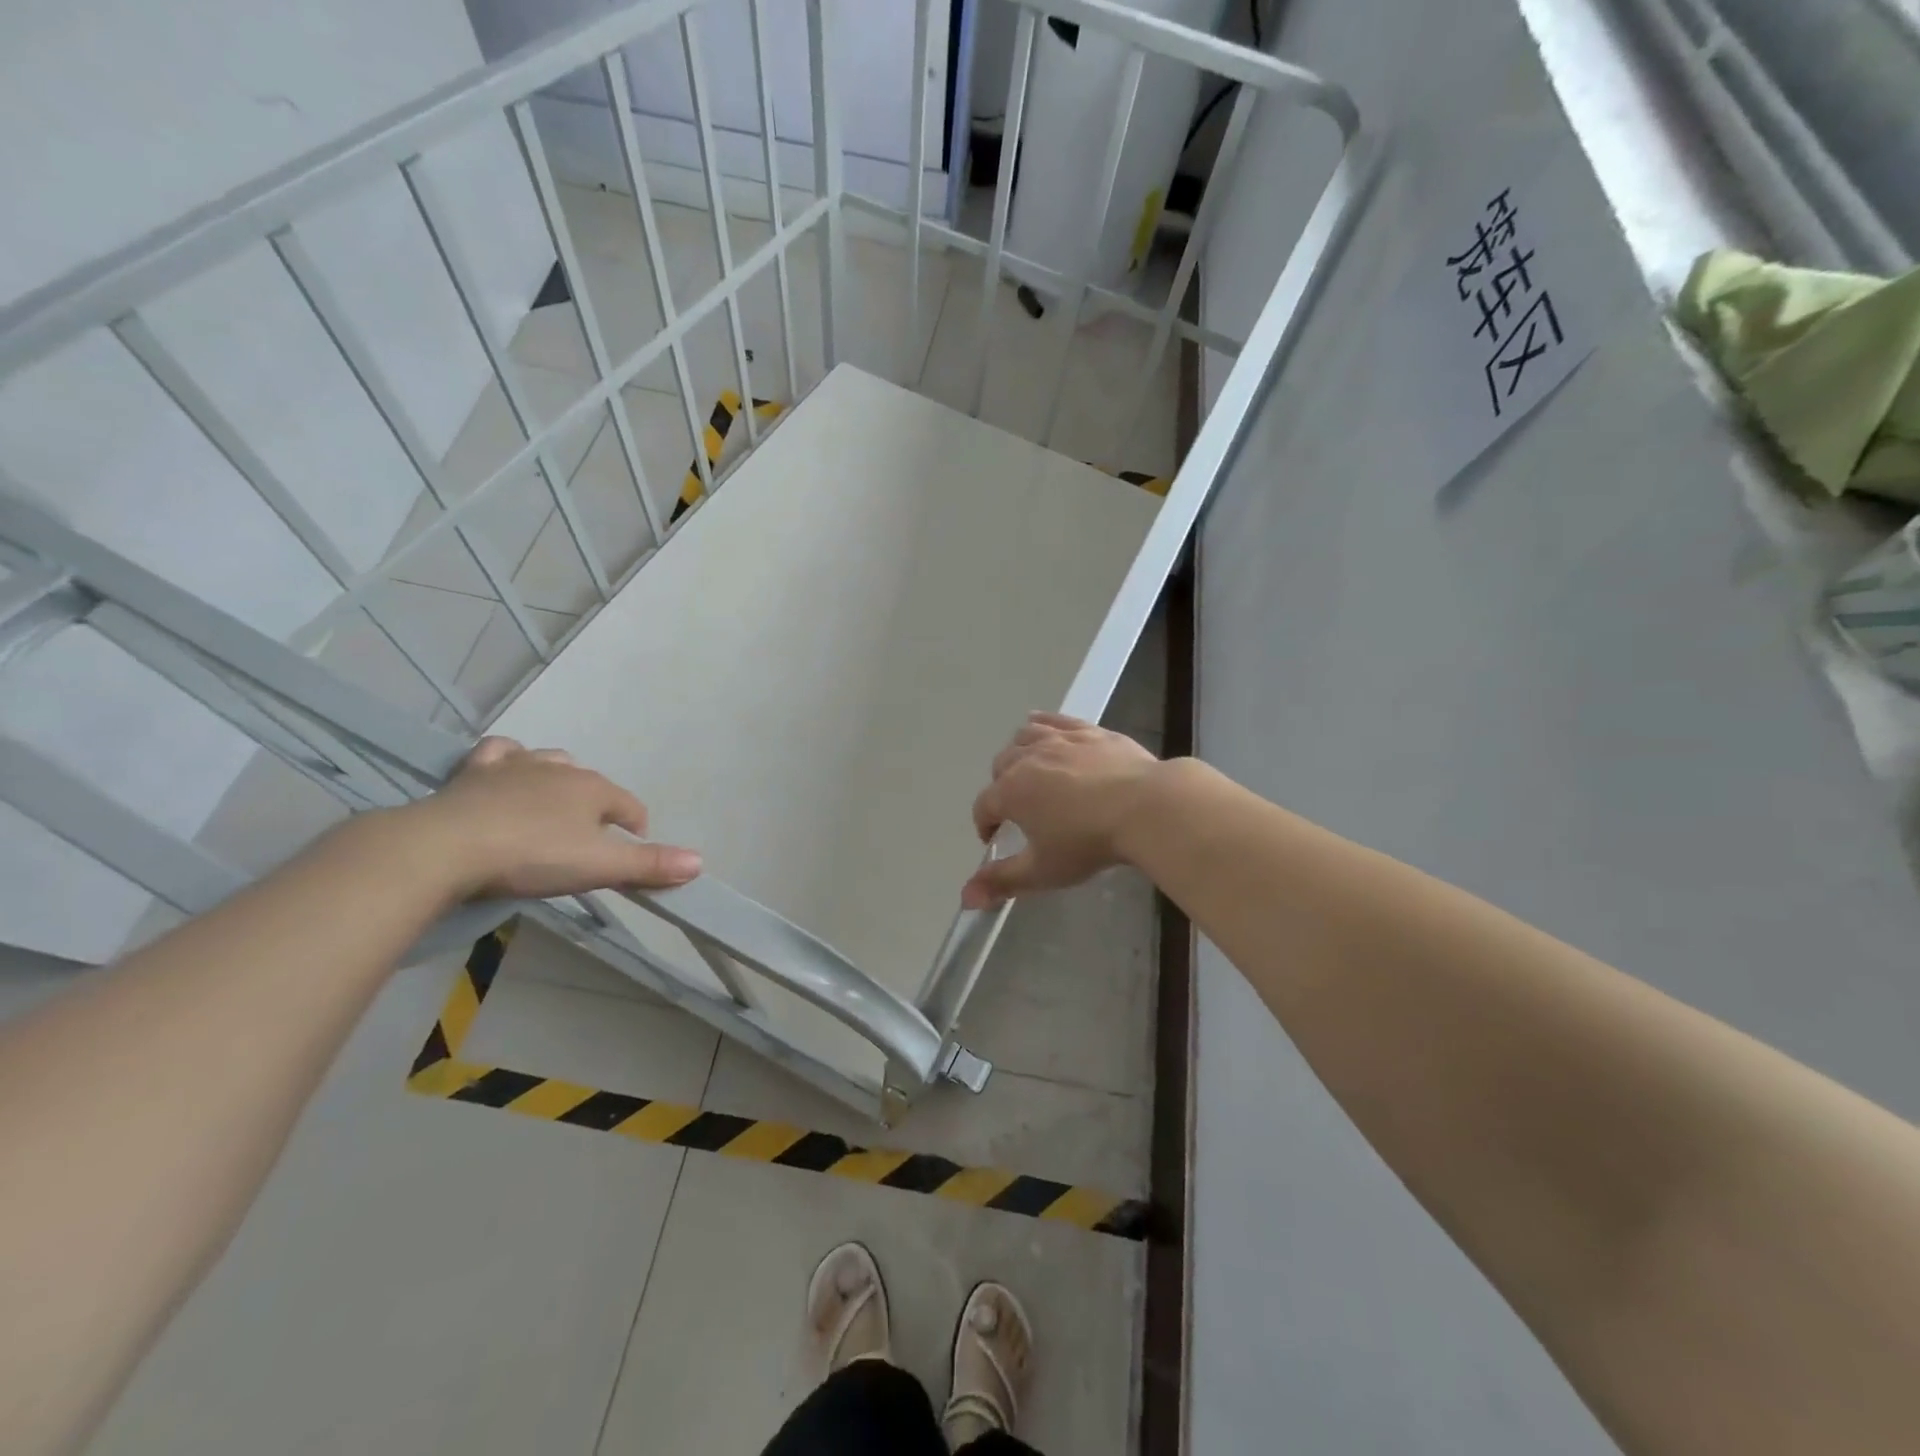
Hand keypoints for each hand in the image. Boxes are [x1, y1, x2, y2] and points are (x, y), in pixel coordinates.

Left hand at [401, 737, 701, 900]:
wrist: (445, 847)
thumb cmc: (531, 856)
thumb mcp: (597, 867)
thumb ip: (648, 864)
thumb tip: (700, 862)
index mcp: (593, 789)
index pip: (630, 805)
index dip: (636, 827)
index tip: (633, 851)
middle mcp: (559, 769)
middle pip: (591, 783)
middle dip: (598, 806)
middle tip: (588, 839)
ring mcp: (514, 767)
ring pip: (550, 761)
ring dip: (559, 779)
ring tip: (554, 806)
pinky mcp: (473, 772)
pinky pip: (499, 753)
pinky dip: (508, 760)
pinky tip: (505, 773)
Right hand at [962, 713, 1163, 907]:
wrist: (1146, 807)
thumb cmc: (1089, 842)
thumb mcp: (1043, 870)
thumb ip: (1002, 882)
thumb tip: (966, 898)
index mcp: (1011, 792)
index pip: (983, 806)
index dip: (984, 825)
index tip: (994, 839)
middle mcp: (1028, 759)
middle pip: (1001, 766)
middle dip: (1000, 787)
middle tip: (1017, 809)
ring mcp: (1059, 740)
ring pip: (1024, 737)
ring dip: (1018, 753)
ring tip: (1027, 769)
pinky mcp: (1088, 731)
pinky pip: (1055, 719)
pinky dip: (1042, 723)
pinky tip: (1042, 726)